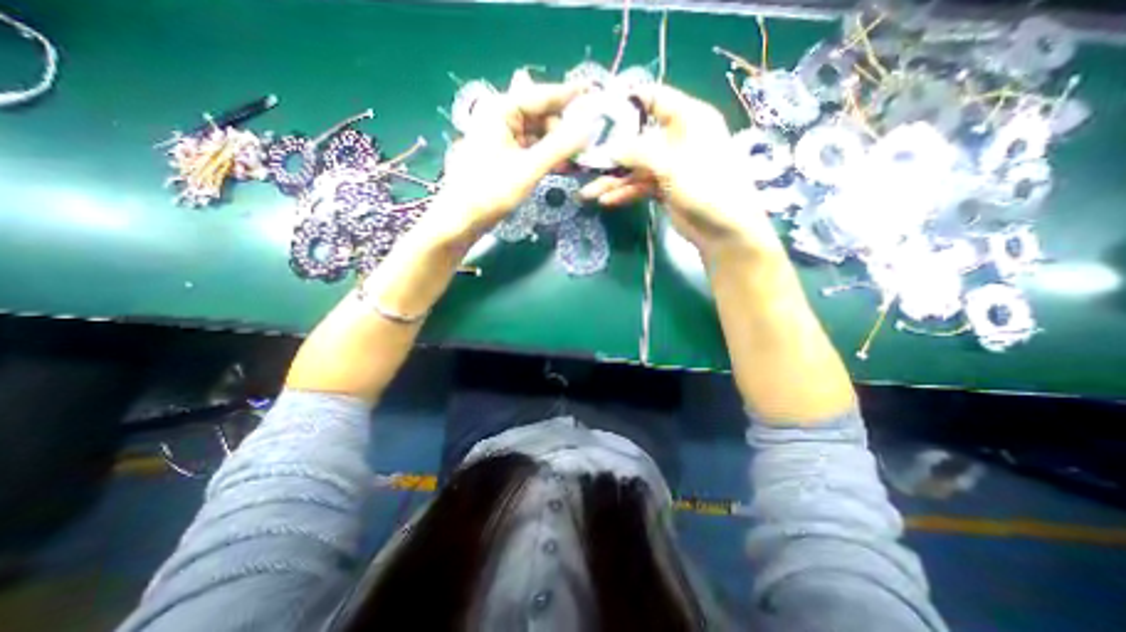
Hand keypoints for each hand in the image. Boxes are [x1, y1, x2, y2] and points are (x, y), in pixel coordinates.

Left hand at [426, 70, 592, 243]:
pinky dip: (547, 156)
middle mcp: (501, 118)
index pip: (542, 95)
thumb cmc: (491, 191)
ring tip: (578, 159)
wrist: (462, 219)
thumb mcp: (529, 169)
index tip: (594, 96)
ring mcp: (502, 138)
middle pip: (541, 115)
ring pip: (538, 134)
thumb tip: (589, 129)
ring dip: (558, 146)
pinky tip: (562, 166)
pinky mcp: (505, 156)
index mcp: (502, 110)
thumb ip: (560, 147)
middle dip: (564, 129)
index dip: (569, 97)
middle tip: (587, 144)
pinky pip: (532, 149)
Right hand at [582, 84, 784, 260]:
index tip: (599, 109)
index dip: (628, 102)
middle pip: (638, 138)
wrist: (723, 231)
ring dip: (613, 180)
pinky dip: (625, 192)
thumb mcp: (672, 166)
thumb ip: (639, 153)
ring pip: (635, 167)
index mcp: (689, 119)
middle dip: (612, 152)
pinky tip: (607, 200)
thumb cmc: (707, 189)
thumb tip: (609, 148)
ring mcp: (669, 166)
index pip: (655, 99)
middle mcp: (677, 138)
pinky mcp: (664, 188)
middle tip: (585, 161)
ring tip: (589, 192)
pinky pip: (640, 186)